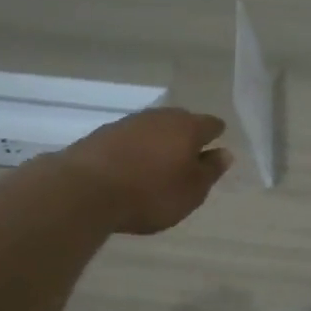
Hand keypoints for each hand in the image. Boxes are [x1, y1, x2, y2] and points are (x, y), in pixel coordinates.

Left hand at [53, 107, 232, 234]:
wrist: (86, 189)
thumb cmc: (151, 193)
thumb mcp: (191, 191)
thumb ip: (210, 171)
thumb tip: (224, 153)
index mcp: (188, 127)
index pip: (211, 125)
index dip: (216, 137)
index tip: (215, 150)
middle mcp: (160, 117)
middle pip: (181, 122)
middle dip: (186, 137)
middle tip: (188, 159)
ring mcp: (129, 122)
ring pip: (154, 128)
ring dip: (159, 143)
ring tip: (159, 165)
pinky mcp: (103, 134)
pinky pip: (130, 139)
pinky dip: (136, 150)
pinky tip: (132, 167)